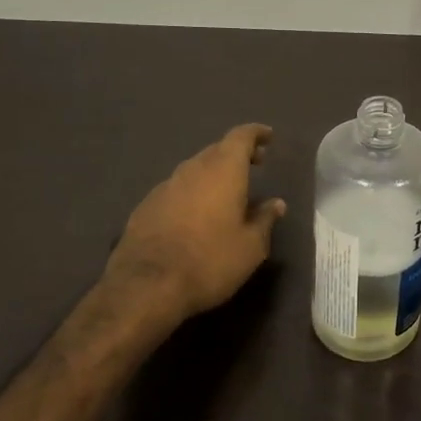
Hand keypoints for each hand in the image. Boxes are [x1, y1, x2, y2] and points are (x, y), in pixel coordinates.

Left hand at [103, 124, 286, 327]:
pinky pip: (176, 190)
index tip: (267, 136)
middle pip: (216, 150)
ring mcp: (165, 186)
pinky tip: (194, 215)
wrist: (146, 286)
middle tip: (253, 164)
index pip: (241, 137)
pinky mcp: (145, 206)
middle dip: (236, 154)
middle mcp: (193, 169)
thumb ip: (265, 220)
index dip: (255, 133)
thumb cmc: (210, 261)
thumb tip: (275, 204)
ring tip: (225, 192)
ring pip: (194, 169)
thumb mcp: (251, 247)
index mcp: (223, 171)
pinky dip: (191, 193)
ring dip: (212, 174)